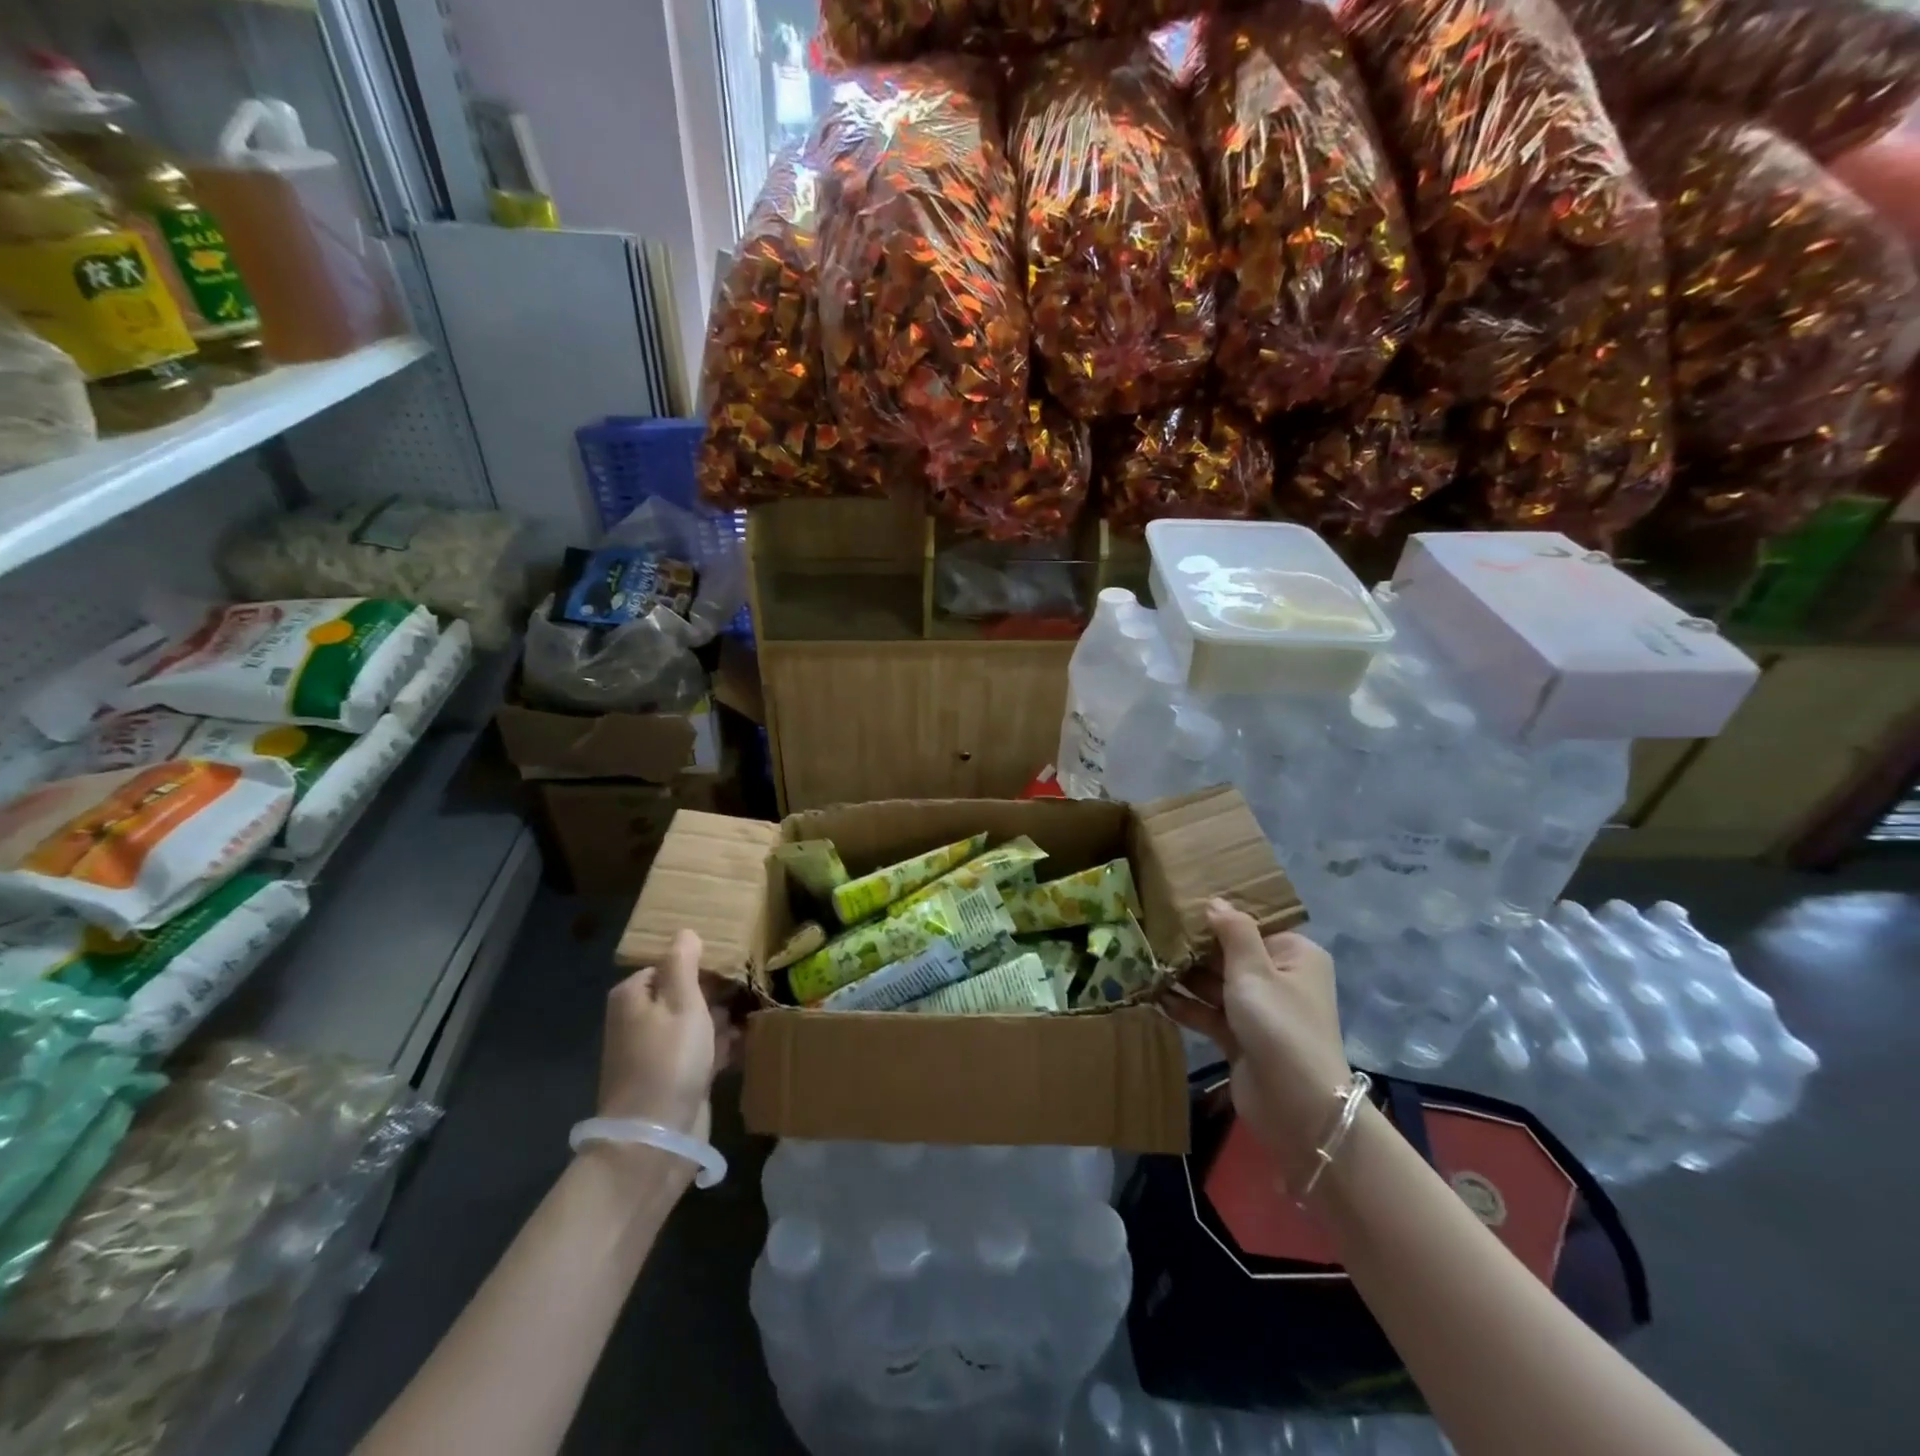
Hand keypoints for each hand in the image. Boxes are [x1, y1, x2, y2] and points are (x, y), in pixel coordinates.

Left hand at [597, 930, 735, 1148]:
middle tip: (754, 985)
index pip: (671, 964)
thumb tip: (685, 932)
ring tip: (759, 1009)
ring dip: (725, 1018)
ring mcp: (658, 1051)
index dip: (704, 963)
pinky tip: (750, 1040)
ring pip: (699, 1021)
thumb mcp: (681, 1001)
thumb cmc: (668, 1060)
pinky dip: (724, 1044)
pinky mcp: (676, 1077)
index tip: (737, 964)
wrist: (656, 1138)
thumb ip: (683, 962)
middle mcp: (641, 1020)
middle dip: (719, 991)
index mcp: (634, 996)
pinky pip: (704, 1049)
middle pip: (686, 992)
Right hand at [1165, 900, 1352, 1189]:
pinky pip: (1209, 1013)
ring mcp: (1259, 1011)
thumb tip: (1215, 901)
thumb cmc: (1279, 1024)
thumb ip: (1233, 931)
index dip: (1217, 919)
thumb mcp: (1254, 970)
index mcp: (1294, 955)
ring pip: (1216, 985)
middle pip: (1230, 955)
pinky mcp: (1240, 1038)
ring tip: (1145, 961)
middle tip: (1152, 933)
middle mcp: (1279, 979)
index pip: (1251, 927)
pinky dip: (1186, 1006)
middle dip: (1194, 949)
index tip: (1178, 907)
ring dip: (1185, 977)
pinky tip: (1155, 996)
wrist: (1296, 1107)